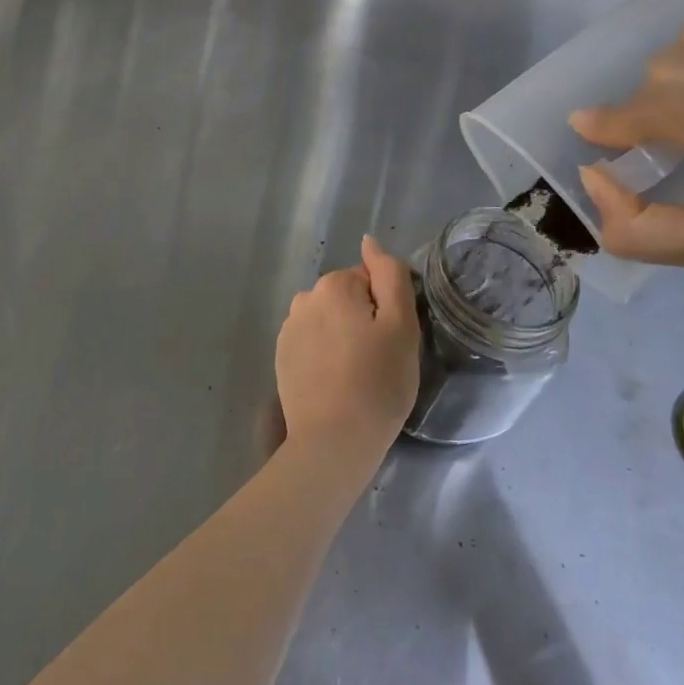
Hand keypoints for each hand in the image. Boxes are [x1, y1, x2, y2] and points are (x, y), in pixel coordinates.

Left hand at [276, 236, 420, 458]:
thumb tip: (370, 242)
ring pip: (329, 321)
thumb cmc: (377, 382)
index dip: (387, 309)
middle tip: (379, 360)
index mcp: (334, 285)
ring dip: (343, 337)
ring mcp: (288, 329)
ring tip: (357, 376)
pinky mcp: (281, 357)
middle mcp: (304, 298)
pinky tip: (335, 383)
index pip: (371, 280)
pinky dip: (325, 355)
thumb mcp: (402, 325)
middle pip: (348, 299)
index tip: (393, 340)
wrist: (333, 442)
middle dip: (364, 321)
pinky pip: (313, 343)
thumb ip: (389, 275)